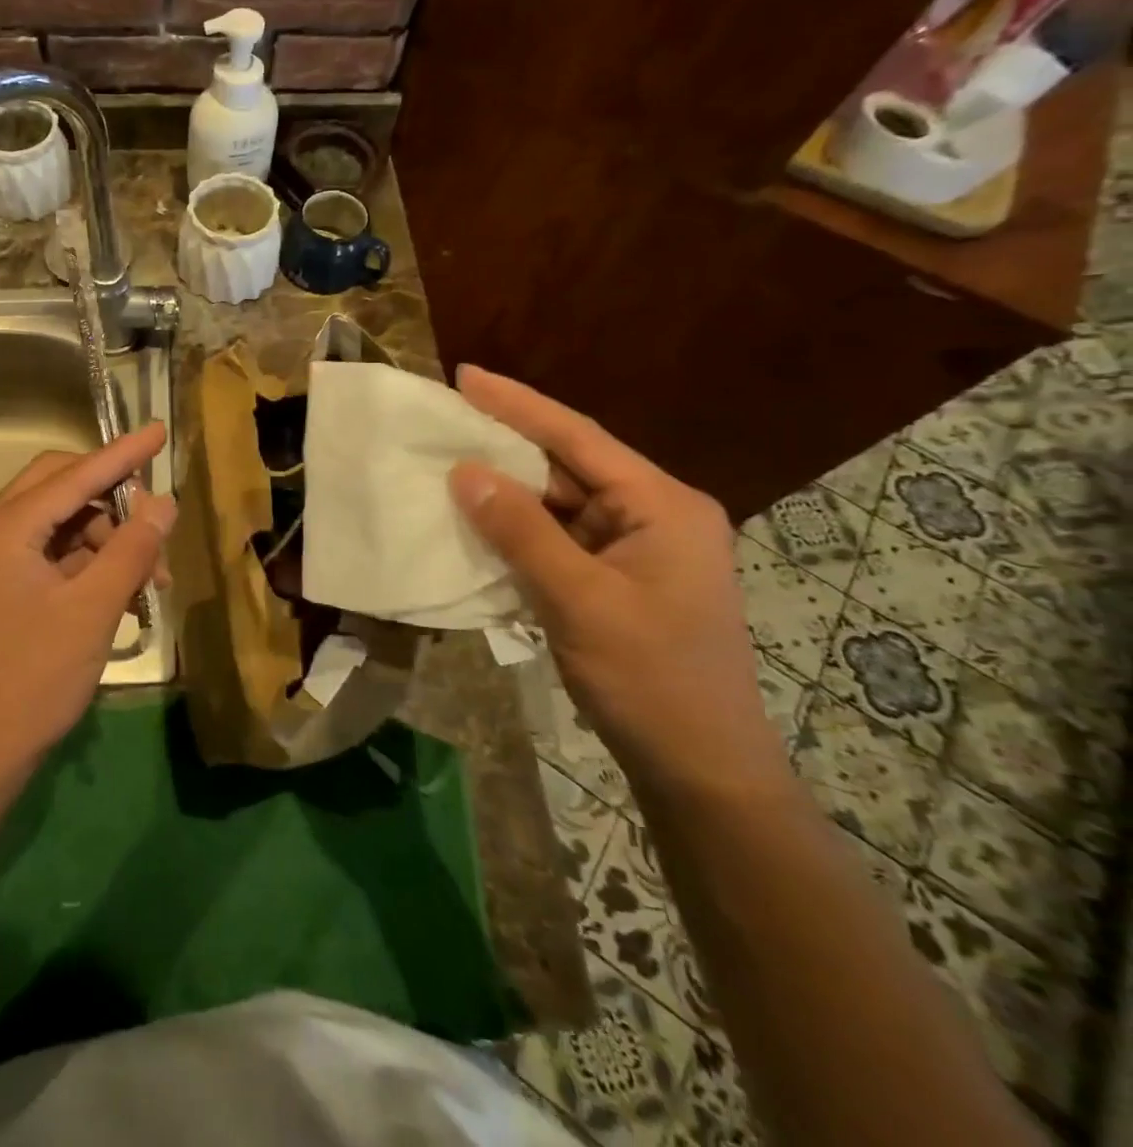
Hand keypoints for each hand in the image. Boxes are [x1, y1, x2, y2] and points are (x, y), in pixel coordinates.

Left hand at [0, 423, 176, 776]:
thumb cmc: (34, 678)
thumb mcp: (94, 609)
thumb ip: (132, 548)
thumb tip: (163, 501)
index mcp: (4, 529)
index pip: (74, 475)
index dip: (122, 453)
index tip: (159, 430)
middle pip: (60, 490)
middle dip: (113, 503)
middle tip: (155, 526)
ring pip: (59, 525)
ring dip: (106, 541)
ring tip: (150, 582)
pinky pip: (50, 555)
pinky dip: (87, 565)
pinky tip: (123, 593)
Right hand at [447, 367, 791, 798]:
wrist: (701, 771)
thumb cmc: (651, 680)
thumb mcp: (579, 601)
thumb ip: (521, 531)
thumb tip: (464, 472)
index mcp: (662, 506)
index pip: (579, 437)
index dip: (518, 404)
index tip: (465, 376)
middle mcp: (654, 516)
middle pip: (569, 466)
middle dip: (506, 446)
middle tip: (445, 421)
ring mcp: (635, 551)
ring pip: (559, 505)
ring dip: (507, 493)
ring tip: (447, 466)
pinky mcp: (616, 581)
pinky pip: (558, 540)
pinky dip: (518, 532)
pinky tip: (476, 524)